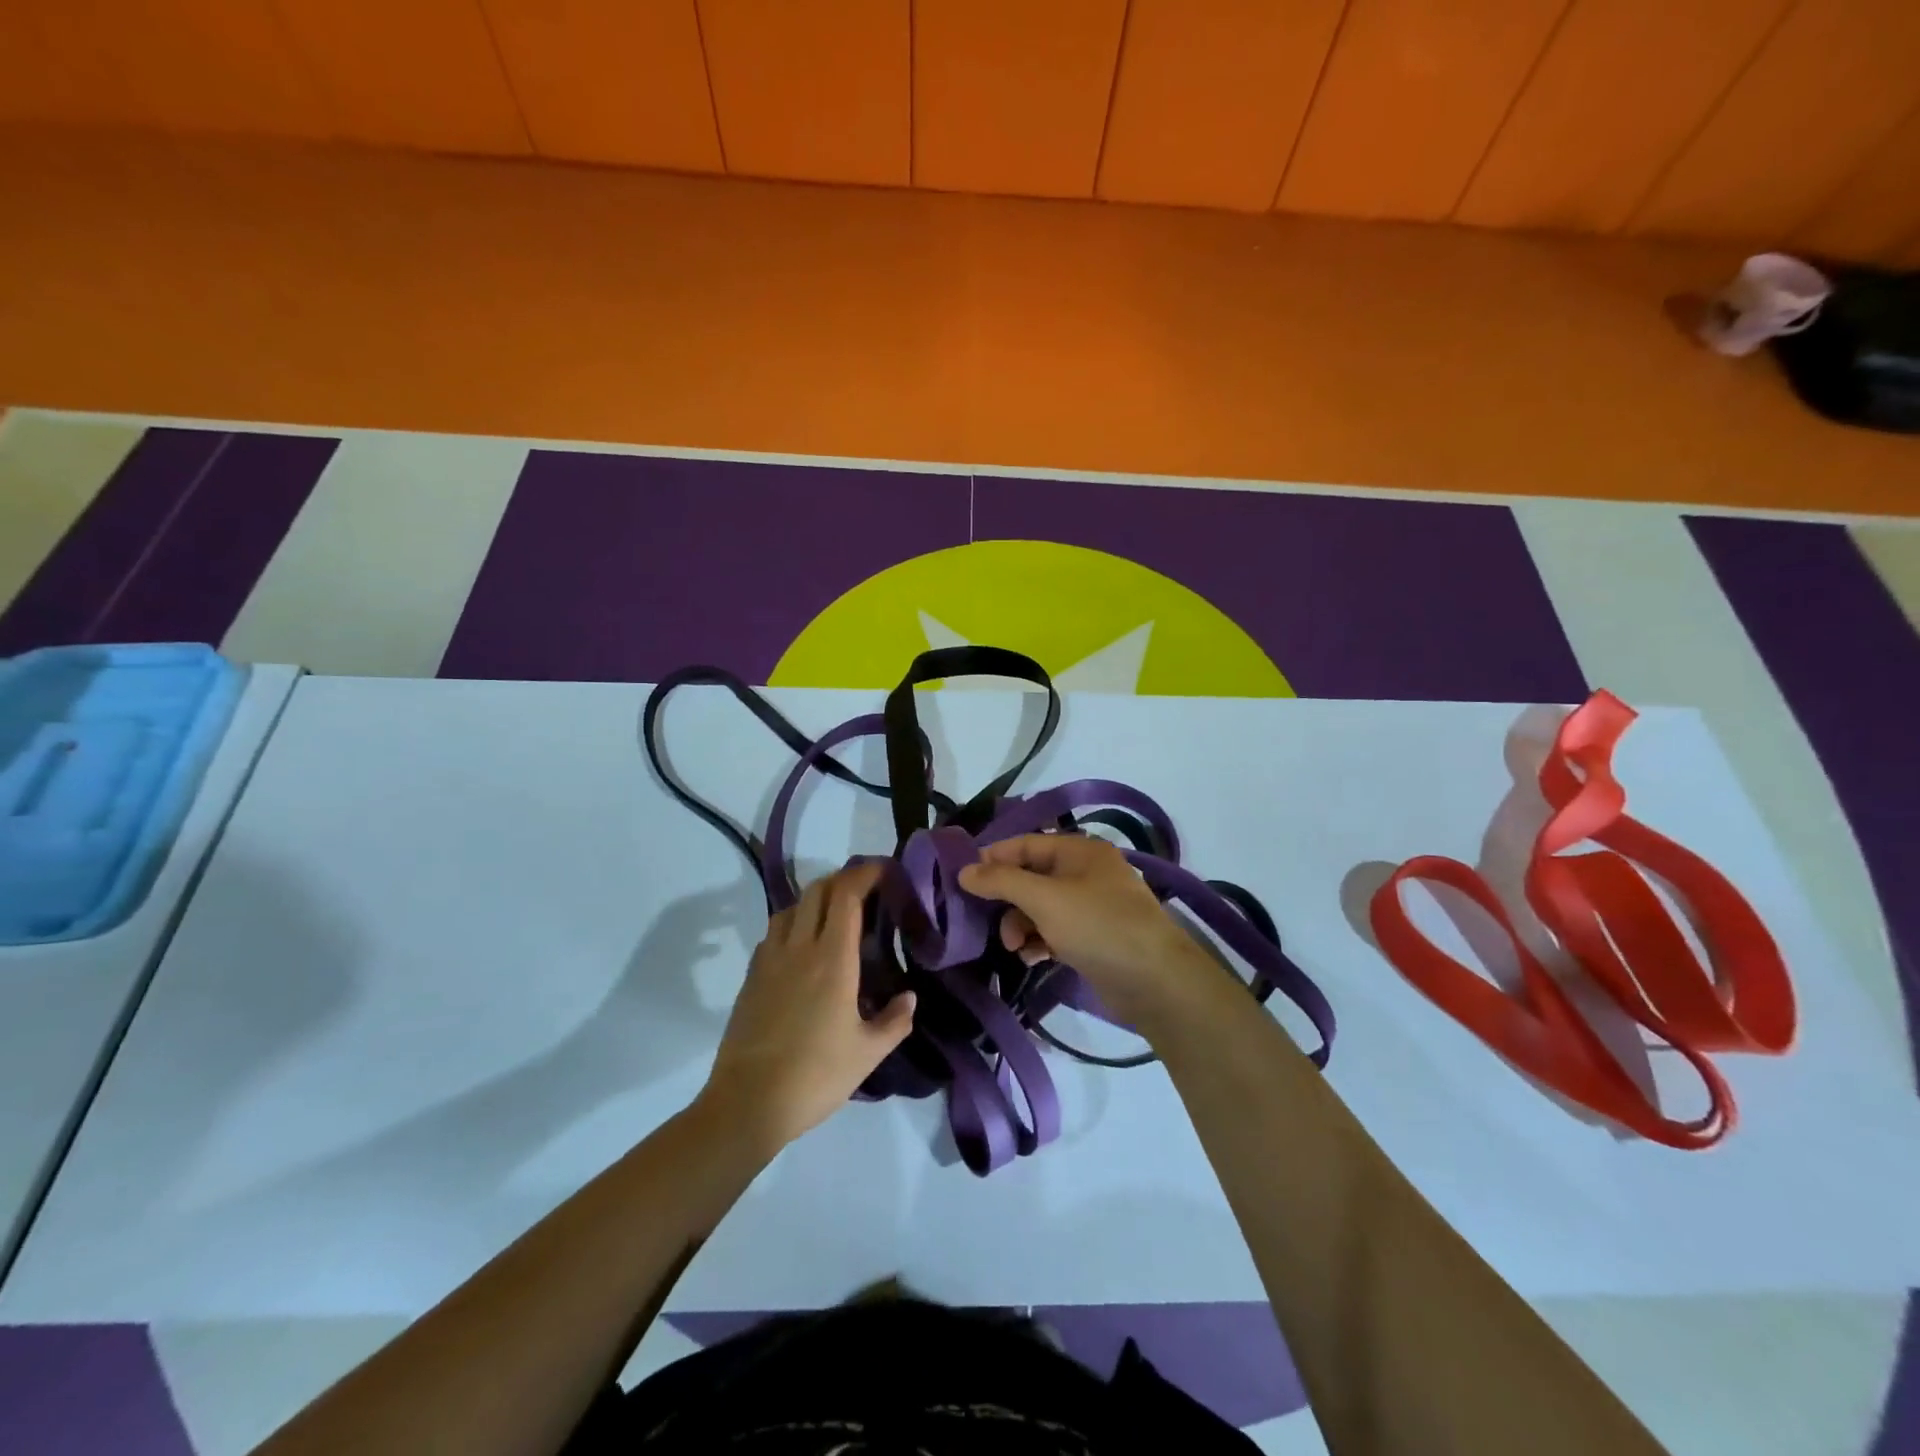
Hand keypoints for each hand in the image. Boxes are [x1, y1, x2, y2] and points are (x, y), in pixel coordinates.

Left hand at [699, 862, 915, 1153]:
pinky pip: (774, 933)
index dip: (864, 874)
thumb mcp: (868, 1054)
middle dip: (842, 880)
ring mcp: (769, 960)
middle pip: (817, 891)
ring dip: (815, 900)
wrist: (747, 1103)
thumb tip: (909, 997)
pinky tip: (803, 949)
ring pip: (791, 908)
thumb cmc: (815, 1076)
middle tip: (865, 891)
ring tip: (834, 916)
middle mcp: (799, 948)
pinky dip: (793, 924)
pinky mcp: (751, 977)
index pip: (846, 896)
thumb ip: (895, 1021)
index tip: (883, 870)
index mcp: (832, 960)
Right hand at [958, 834, 1222, 1031]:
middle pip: (1032, 876)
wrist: (1156, 981)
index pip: (1025, 843)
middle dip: (1008, 900)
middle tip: (988, 923)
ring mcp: (1092, 905)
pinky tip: (1034, 958)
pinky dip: (1041, 941)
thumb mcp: (1045, 899)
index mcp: (1079, 850)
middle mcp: (1086, 872)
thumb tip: (964, 870)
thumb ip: (1002, 881)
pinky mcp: (1095, 937)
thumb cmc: (1098, 927)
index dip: (993, 858)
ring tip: (1016, 949)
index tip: (962, 879)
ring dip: (1021, 925)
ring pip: (1041, 907)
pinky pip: (1056, 930)